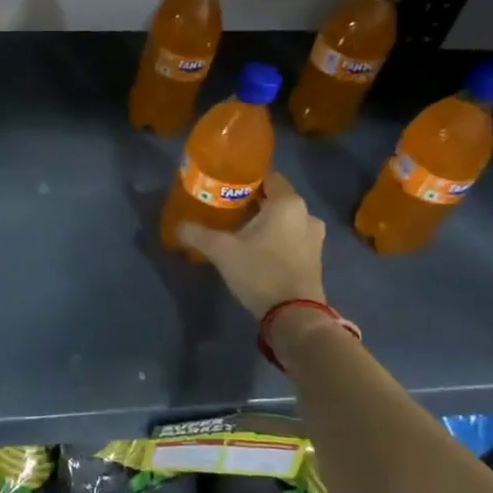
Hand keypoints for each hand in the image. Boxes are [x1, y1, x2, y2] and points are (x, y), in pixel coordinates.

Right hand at [177, 171, 329, 317]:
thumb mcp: (221, 250)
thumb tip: (178, 226)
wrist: (294, 316)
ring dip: (264, 220)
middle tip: (225, 205)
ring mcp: (313, 237)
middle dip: (251, 200)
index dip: (245, 177)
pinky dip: (275, 236)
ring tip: (238, 227)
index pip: (267, 176)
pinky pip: (291, 236)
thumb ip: (197, 234)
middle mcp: (306, 214)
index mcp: (287, 203)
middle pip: (275, 197)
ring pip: (283, 218)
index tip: (224, 183)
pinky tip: (255, 246)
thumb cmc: (260, 271)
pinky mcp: (314, 258)